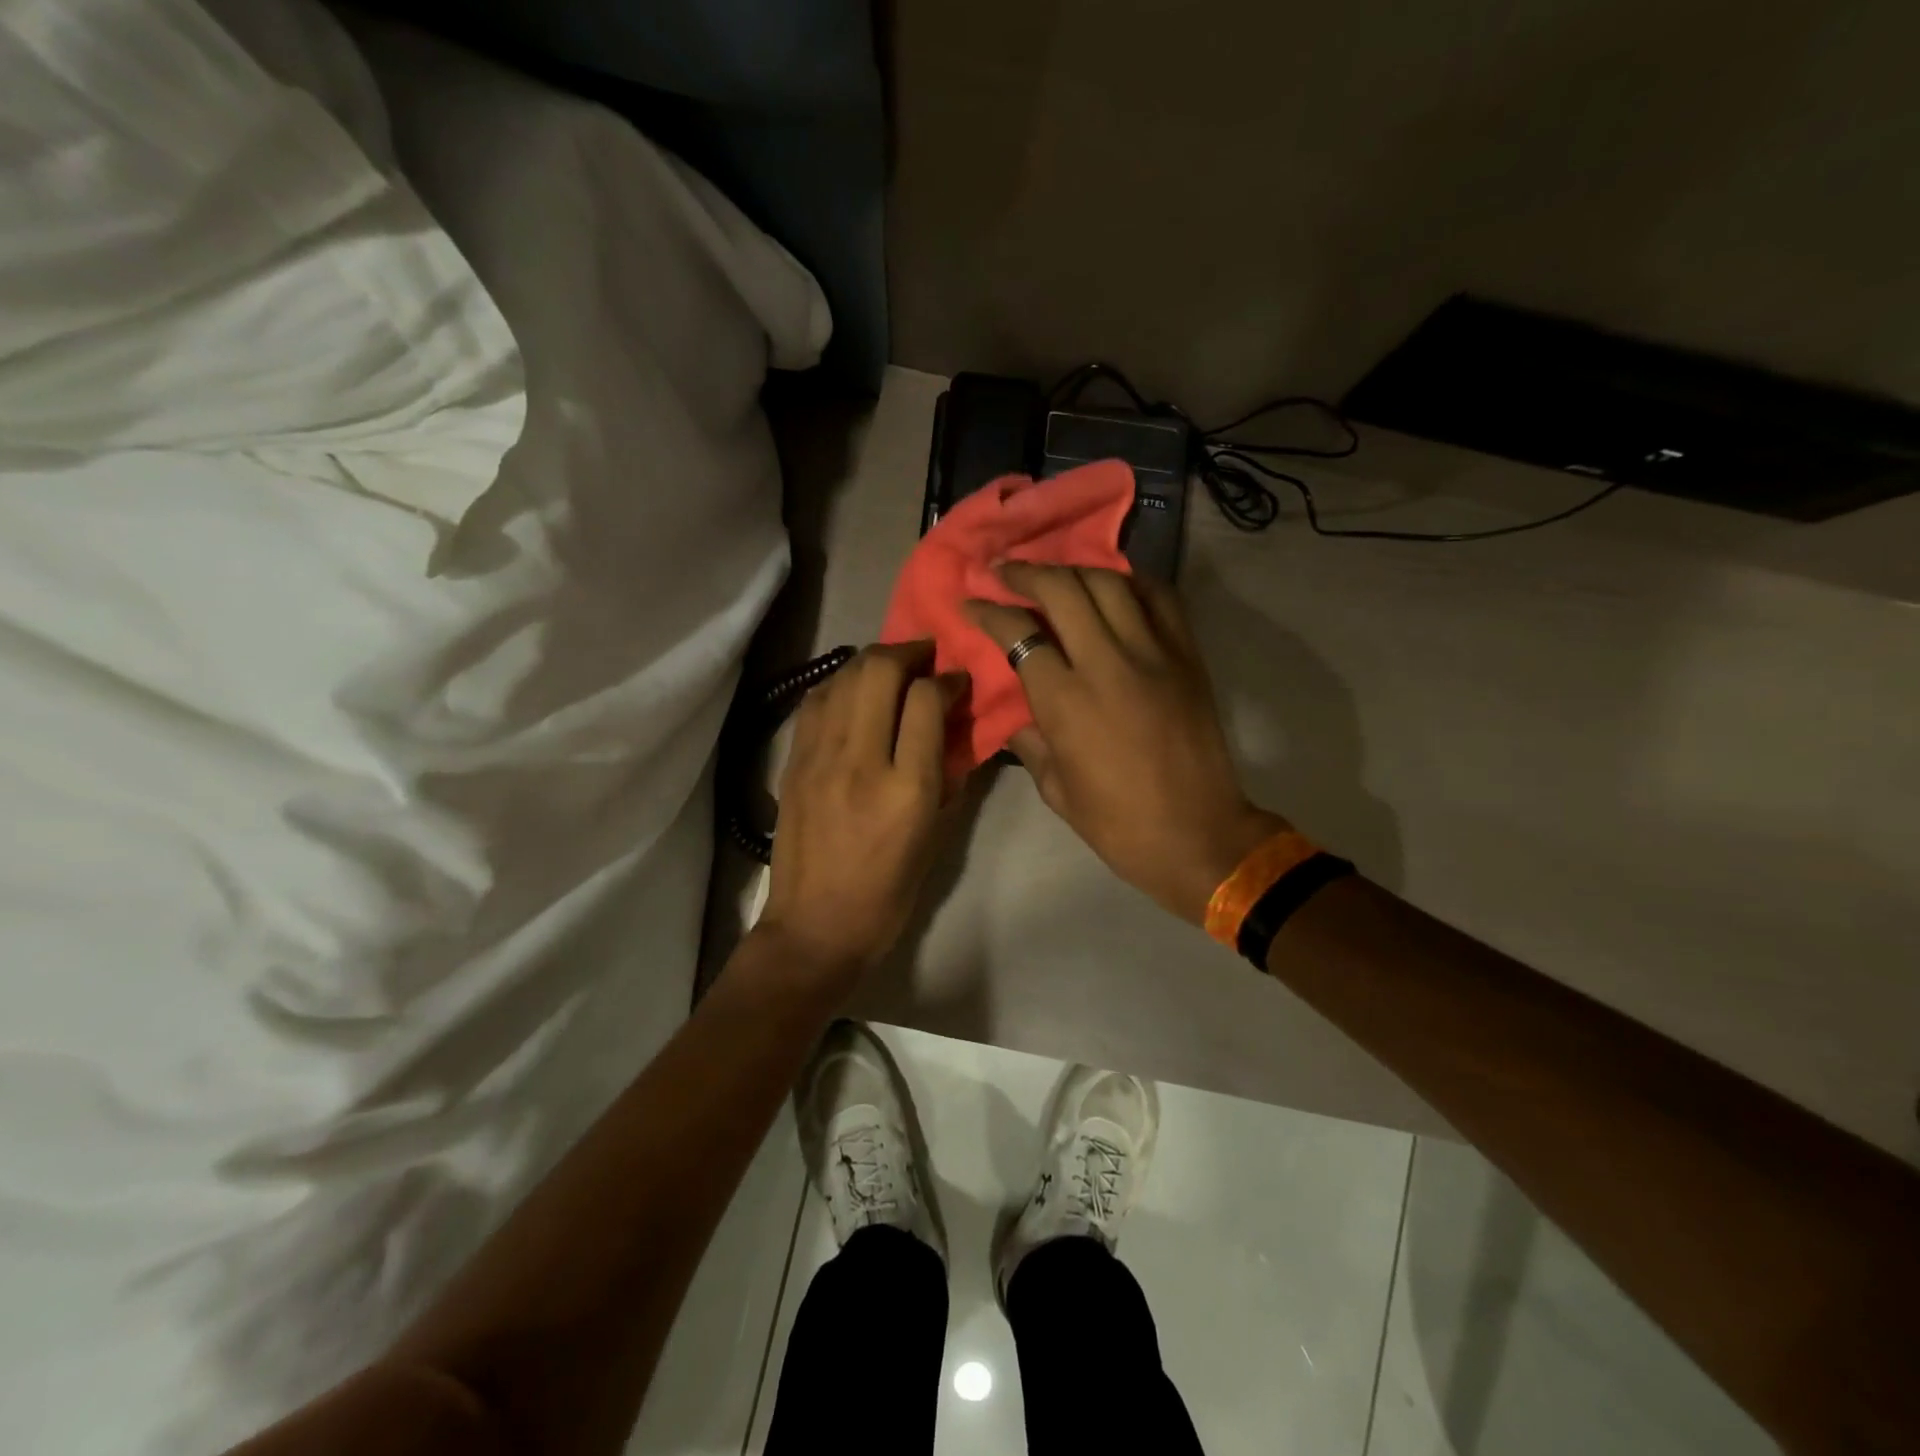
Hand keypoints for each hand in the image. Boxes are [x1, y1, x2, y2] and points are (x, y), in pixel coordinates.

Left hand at [755, 641, 965, 990]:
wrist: (815, 926)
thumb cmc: (888, 892)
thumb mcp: (936, 837)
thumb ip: (949, 775)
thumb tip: (957, 726)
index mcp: (906, 789)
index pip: (927, 701)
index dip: (948, 679)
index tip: (958, 680)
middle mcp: (860, 761)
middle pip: (880, 671)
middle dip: (909, 652)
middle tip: (926, 656)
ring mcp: (819, 758)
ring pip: (844, 677)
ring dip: (873, 660)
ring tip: (893, 667)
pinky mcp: (793, 761)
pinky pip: (816, 700)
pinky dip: (840, 682)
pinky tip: (854, 689)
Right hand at [968, 564, 1285, 924]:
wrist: (1197, 835)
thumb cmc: (1117, 823)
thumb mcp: (1054, 788)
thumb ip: (1029, 740)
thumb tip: (1014, 711)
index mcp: (1066, 701)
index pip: (1018, 634)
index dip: (988, 613)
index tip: (972, 603)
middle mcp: (1107, 663)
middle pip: (1061, 590)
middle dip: (1025, 574)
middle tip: (1005, 572)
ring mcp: (1154, 652)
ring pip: (1109, 583)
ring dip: (1073, 570)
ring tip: (1053, 574)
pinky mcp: (1187, 654)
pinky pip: (1159, 597)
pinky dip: (1130, 582)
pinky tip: (1112, 586)